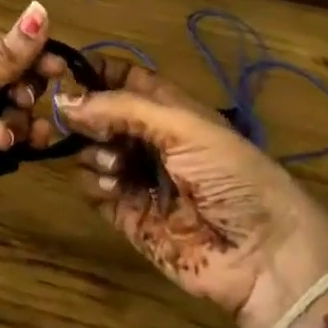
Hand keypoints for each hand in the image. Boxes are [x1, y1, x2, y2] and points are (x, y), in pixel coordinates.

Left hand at [0, 0, 65, 264]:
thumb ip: (1, 59)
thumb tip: (41, 9)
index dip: (25, 51)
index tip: (54, 67)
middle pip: (9, 75)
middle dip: (24, 87)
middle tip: (25, 101)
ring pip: (14, 108)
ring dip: (19, 118)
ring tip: (6, 138)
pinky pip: (12, 140)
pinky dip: (22, 140)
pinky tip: (24, 147)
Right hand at [57, 60, 327, 327]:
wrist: (262, 254)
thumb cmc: (231, 174)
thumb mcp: (183, 127)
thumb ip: (123, 109)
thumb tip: (64, 100)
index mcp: (171, 110)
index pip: (126, 80)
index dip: (98, 73)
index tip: (67, 73)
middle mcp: (150, 140)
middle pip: (101, 114)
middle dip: (87, 114)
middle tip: (79, 122)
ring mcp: (137, 178)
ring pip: (91, 151)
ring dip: (92, 151)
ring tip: (113, 164)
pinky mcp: (127, 216)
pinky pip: (93, 190)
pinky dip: (93, 184)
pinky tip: (111, 188)